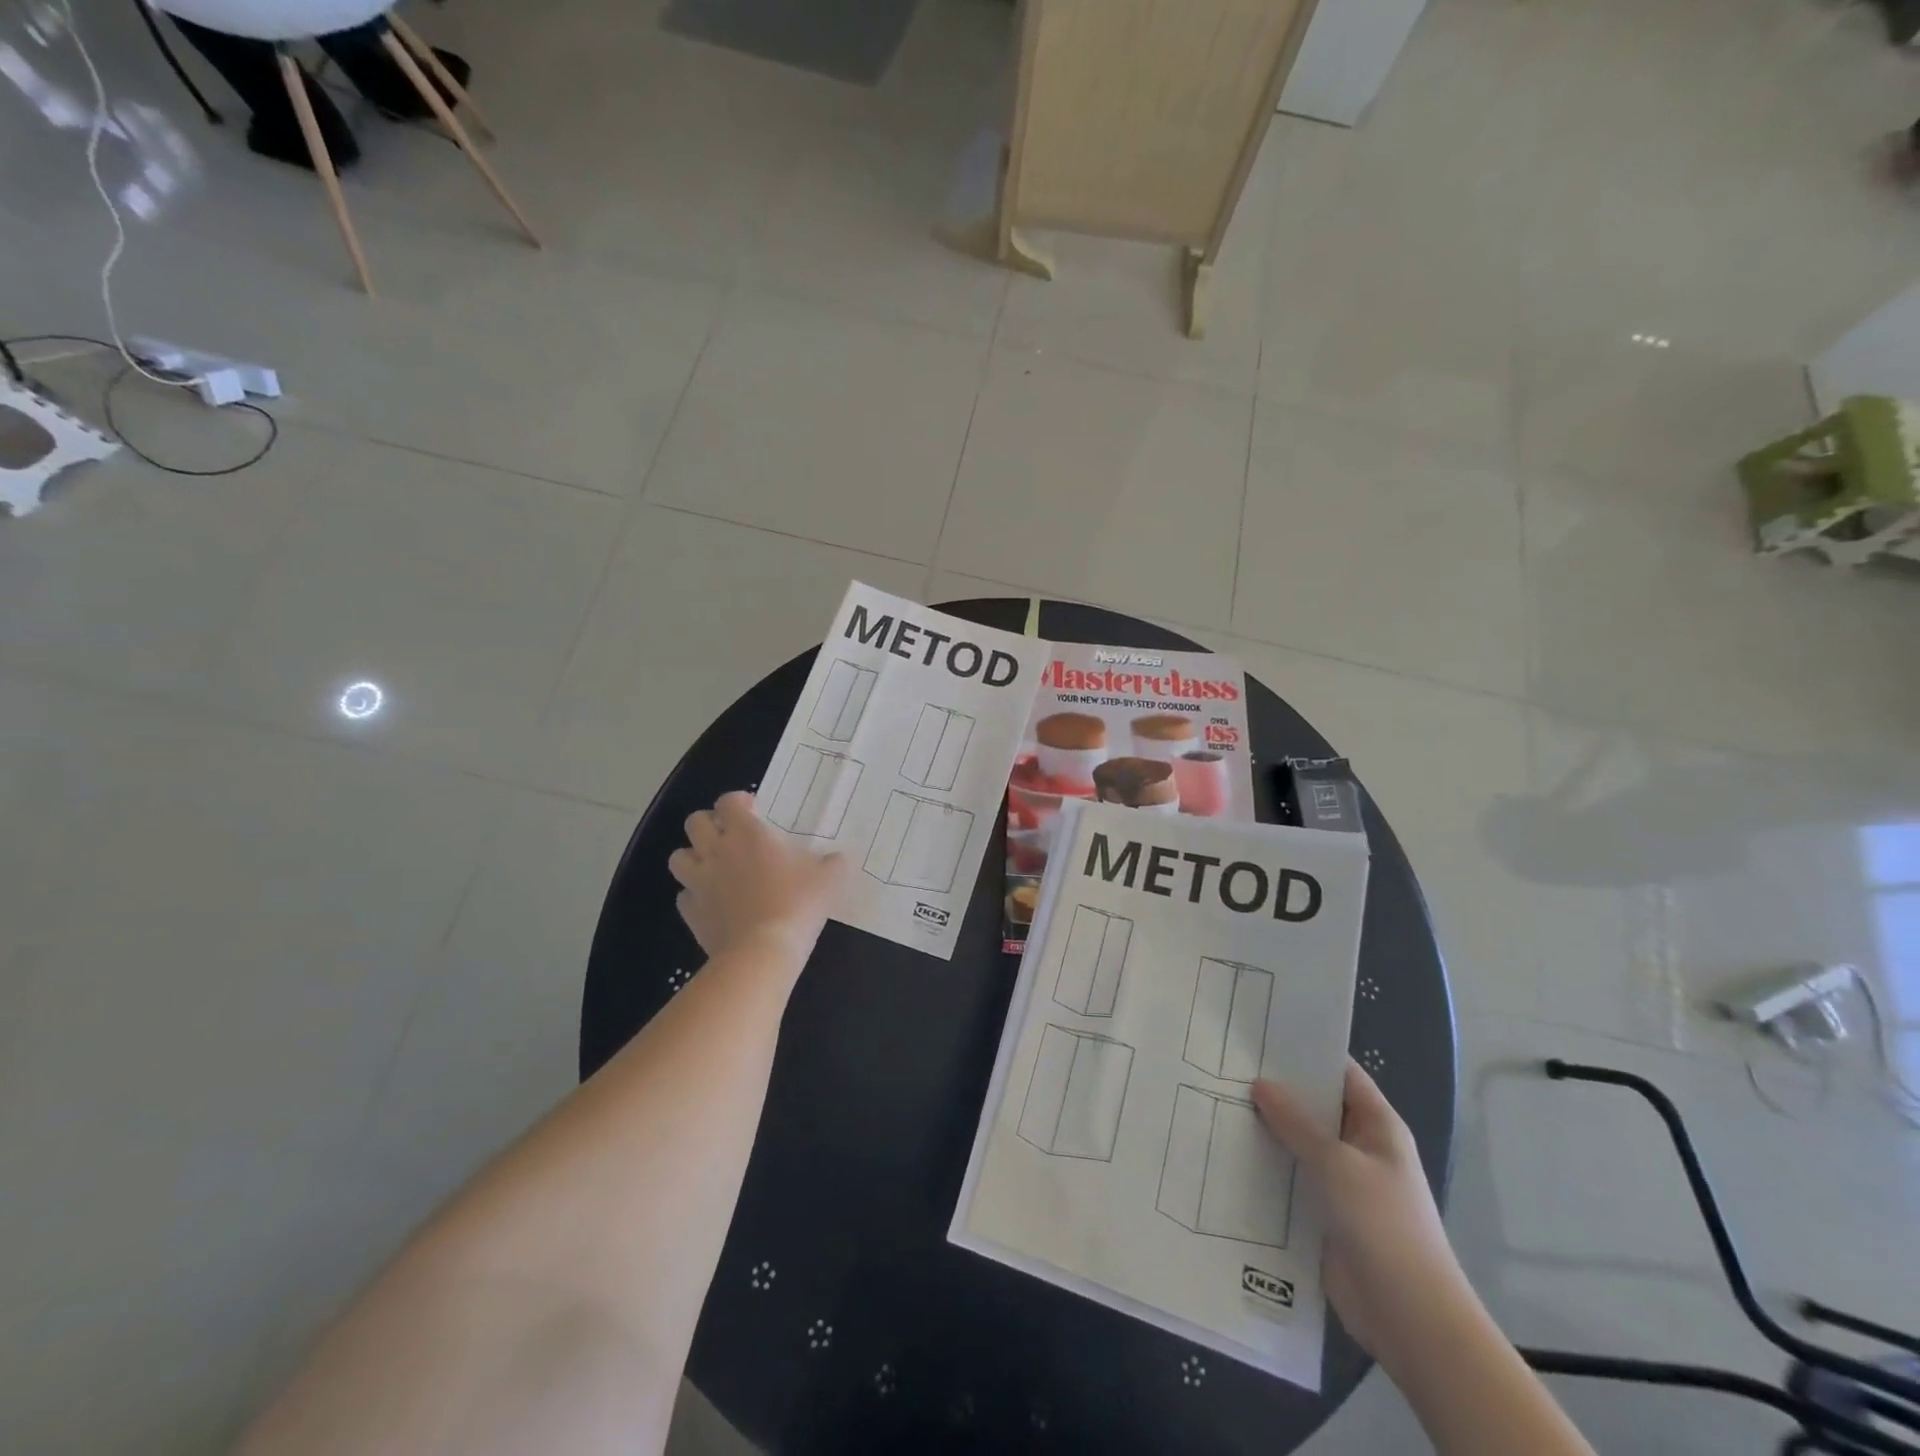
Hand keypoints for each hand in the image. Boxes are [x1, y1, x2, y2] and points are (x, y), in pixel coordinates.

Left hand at [667, 791, 845, 963]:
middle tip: (730, 835)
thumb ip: (833, 863)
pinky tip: (712, 902)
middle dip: (710, 824)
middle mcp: (716, 851)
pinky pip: (684, 895)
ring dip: (693, 856)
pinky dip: (694, 894)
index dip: (738, 802)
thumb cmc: (797, 904)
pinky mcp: (691, 912)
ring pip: (679, 857)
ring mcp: (699, 882)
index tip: (753, 810)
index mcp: (747, 833)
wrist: (762, 951)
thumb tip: (839, 859)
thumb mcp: (829, 879)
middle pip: (695, 822)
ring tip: (713, 865)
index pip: (728, 802)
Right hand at [1253, 1060, 1467, 1362]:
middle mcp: (1359, 1147)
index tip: (1260, 1033)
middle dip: (1276, 1089)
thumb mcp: (1336, 1164)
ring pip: (1298, 1143)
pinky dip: (1265, 1167)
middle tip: (1225, 1064)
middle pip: (1314, 1106)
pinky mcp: (1323, 1213)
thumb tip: (1260, 1084)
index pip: (1340, 1072)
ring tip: (1215, 1101)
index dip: (1306, 1051)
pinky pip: (1290, 1178)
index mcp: (1376, 1126)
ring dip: (1266, 1129)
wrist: (1410, 1317)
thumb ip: (1296, 1123)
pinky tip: (1226, 1152)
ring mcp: (1342, 1182)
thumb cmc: (1383, 1225)